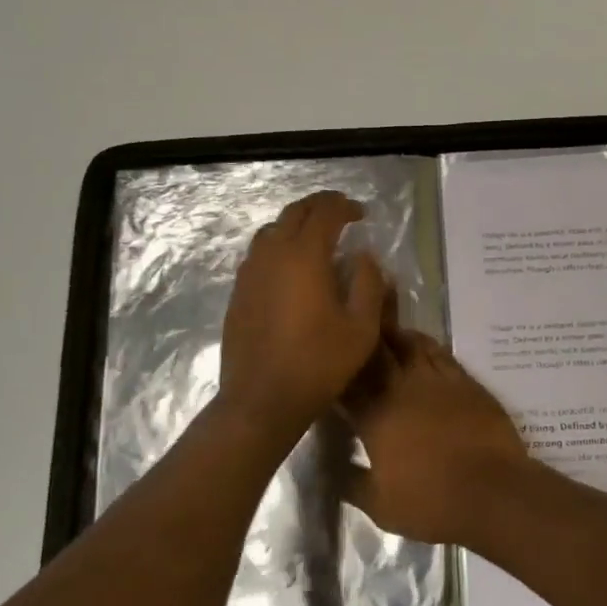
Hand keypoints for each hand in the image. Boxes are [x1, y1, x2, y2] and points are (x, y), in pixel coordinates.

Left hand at [218, 191, 389, 439]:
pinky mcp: (238, 292)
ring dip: (296, 224)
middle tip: (340, 214)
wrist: (261, 400)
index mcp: (305, 256)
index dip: (344, 205)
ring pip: (271, 230)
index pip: (324, 212)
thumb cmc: (318, 364)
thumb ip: (368, 283)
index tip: (361, 213)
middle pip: (294, 212)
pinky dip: (279, 246)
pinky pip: (259, 254)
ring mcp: (250, 273)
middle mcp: (272, 254)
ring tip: (316, 237)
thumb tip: (363, 256)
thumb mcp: (361, 328)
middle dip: (319, 206)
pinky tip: (291, 268)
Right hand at [340, 330, 533, 545]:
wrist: (492, 492)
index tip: (328, 369)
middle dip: (362, 342)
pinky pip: (439, 352)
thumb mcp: (380, 506)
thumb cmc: (431, 503)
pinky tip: (420, 346)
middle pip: (376, 352)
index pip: (346, 385)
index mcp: (375, 417)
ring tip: (384, 333)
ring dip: (393, 336)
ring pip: (409, 343)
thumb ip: (351, 483)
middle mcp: (402, 389)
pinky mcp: (464, 380)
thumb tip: (329, 467)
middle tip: (352, 335)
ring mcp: (436, 380)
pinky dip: (425, 344)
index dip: (335, 373)